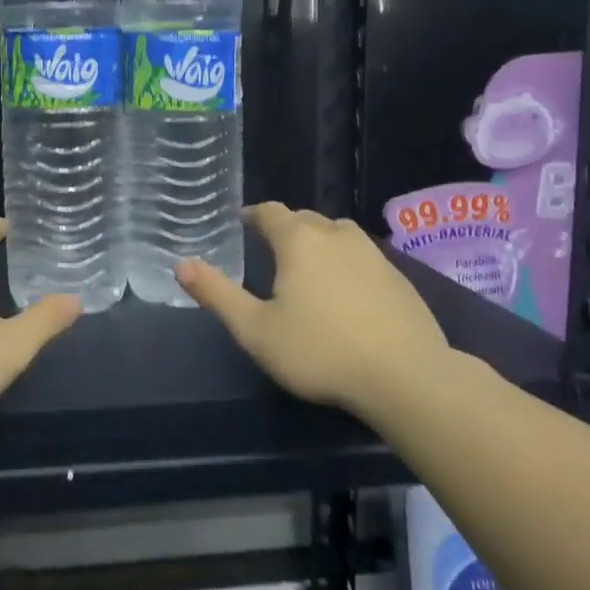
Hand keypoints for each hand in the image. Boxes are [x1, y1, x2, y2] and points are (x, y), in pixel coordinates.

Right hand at [177, 201, 449, 412]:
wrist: (407, 377)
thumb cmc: (321, 351)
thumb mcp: (256, 330)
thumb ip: (217, 294)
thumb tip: (182, 264)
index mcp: (299, 240)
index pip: (270, 212)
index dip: (252, 216)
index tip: (240, 226)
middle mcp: (337, 235)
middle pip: (304, 220)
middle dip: (284, 230)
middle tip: (267, 254)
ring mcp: (374, 254)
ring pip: (336, 235)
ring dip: (317, 244)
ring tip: (305, 270)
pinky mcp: (399, 278)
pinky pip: (361, 257)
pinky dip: (345, 264)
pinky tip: (344, 294)